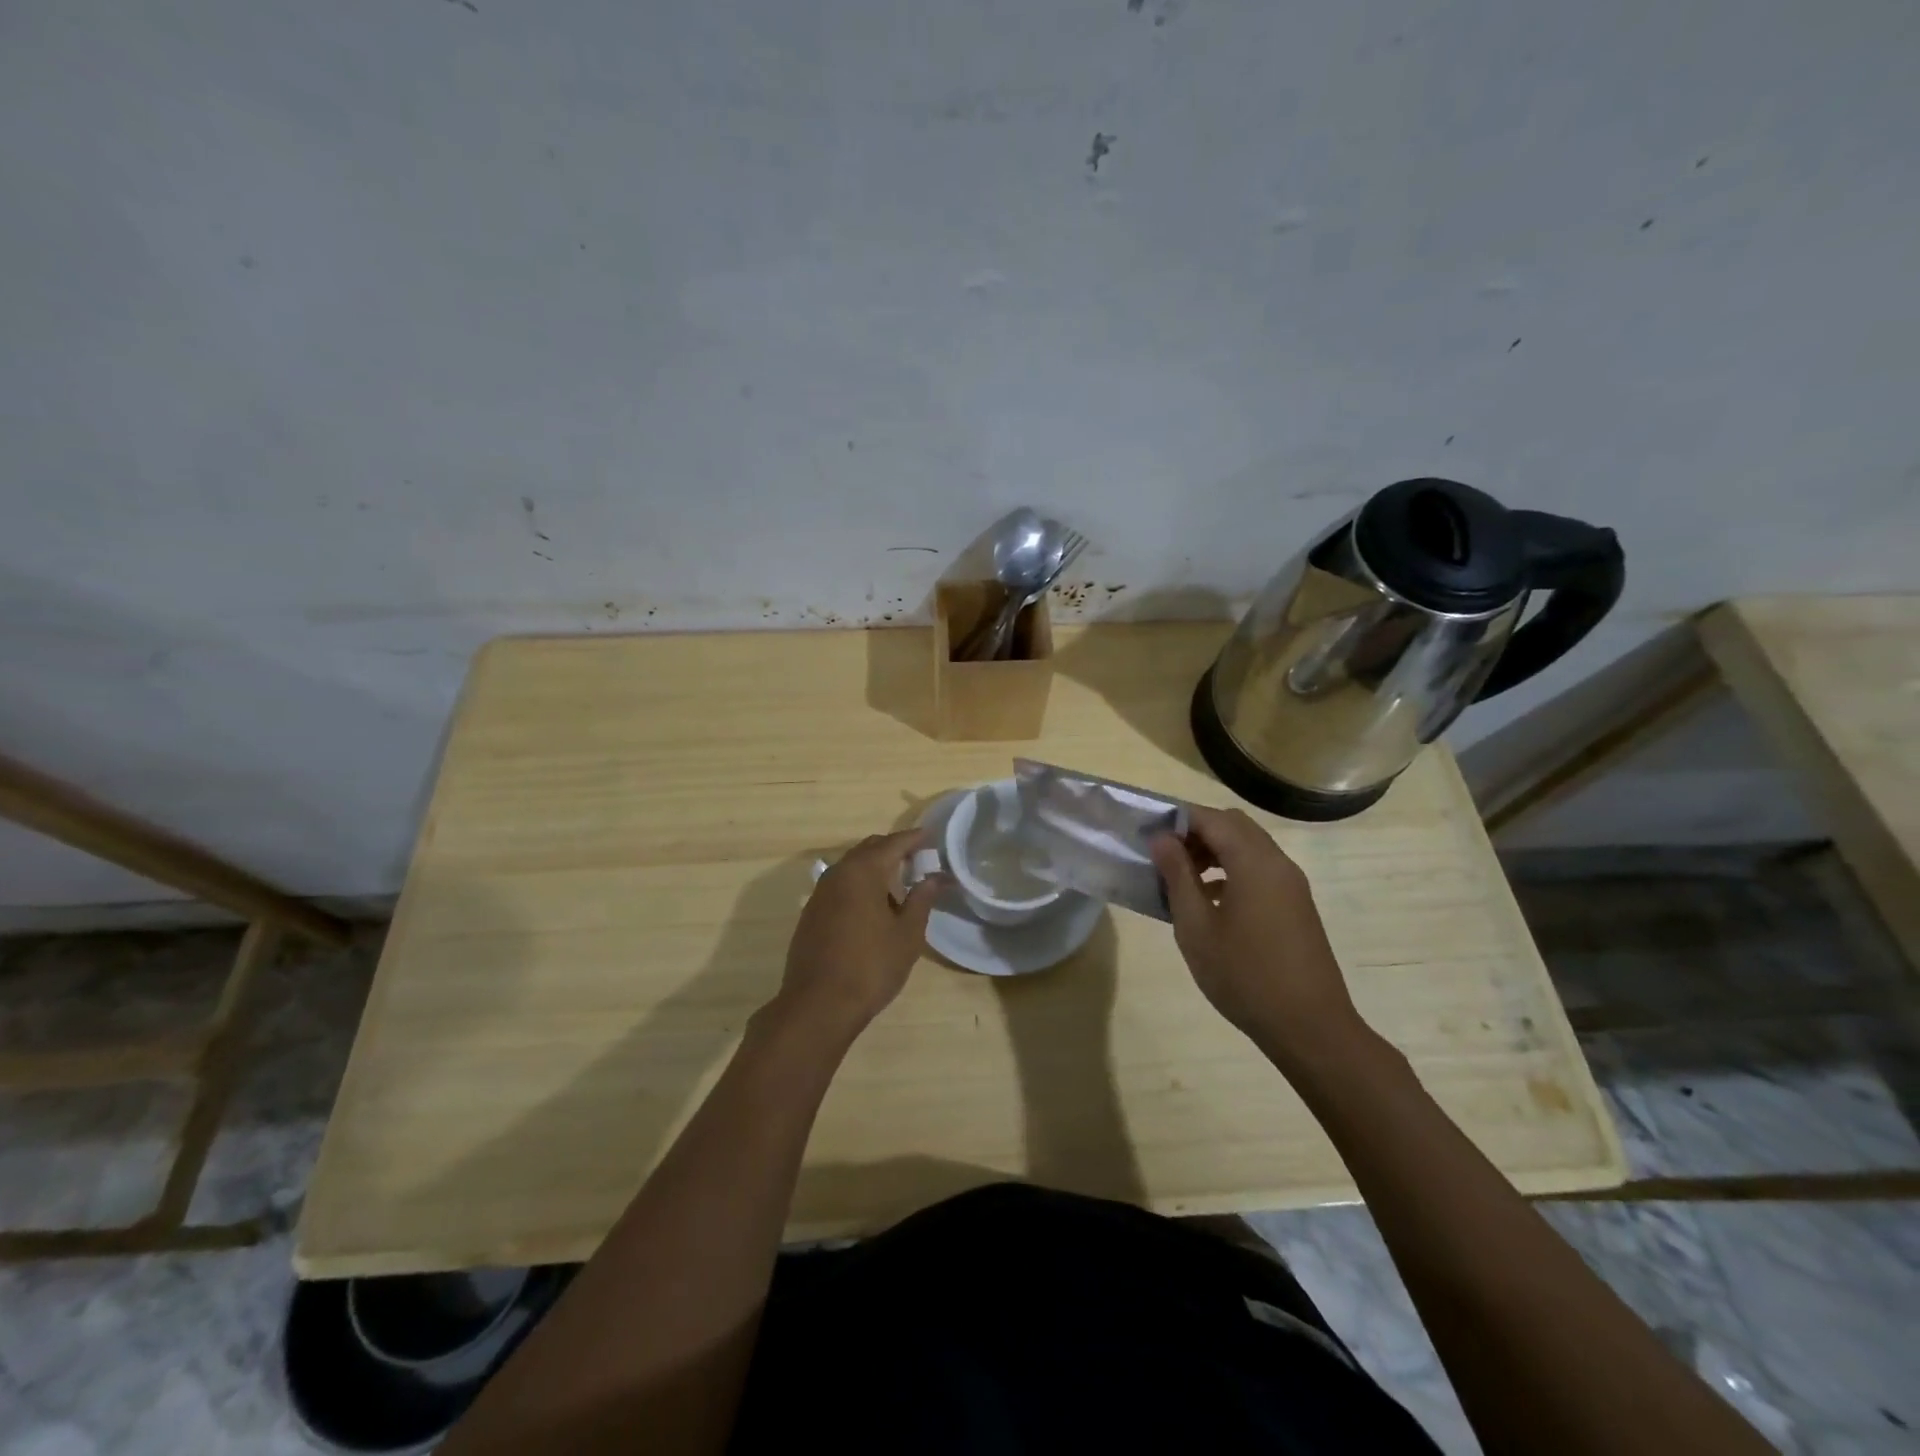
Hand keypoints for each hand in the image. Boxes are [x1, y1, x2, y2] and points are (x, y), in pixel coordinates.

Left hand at [776, 829, 942, 1037]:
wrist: (818, 1005)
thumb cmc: (871, 966)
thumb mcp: (907, 934)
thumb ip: (922, 900)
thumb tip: (935, 877)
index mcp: (863, 871)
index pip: (893, 843)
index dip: (914, 838)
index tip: (931, 836)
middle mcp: (838, 873)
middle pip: (869, 849)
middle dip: (893, 849)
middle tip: (918, 859)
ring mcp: (820, 893)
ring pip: (852, 867)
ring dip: (875, 868)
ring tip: (898, 883)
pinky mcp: (811, 913)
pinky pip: (840, 886)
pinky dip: (859, 885)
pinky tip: (872, 907)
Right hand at [1150, 806, 1363, 1063]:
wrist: (1310, 1027)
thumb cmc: (1244, 975)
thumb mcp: (1196, 927)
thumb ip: (1178, 876)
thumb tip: (1162, 839)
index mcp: (1253, 862)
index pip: (1211, 818)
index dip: (1177, 820)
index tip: (1149, 838)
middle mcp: (1277, 863)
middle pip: (1233, 826)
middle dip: (1197, 832)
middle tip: (1166, 858)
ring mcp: (1292, 884)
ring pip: (1249, 846)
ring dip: (1215, 851)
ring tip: (1184, 880)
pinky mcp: (1297, 905)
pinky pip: (1260, 869)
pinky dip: (1233, 870)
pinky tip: (1212, 903)